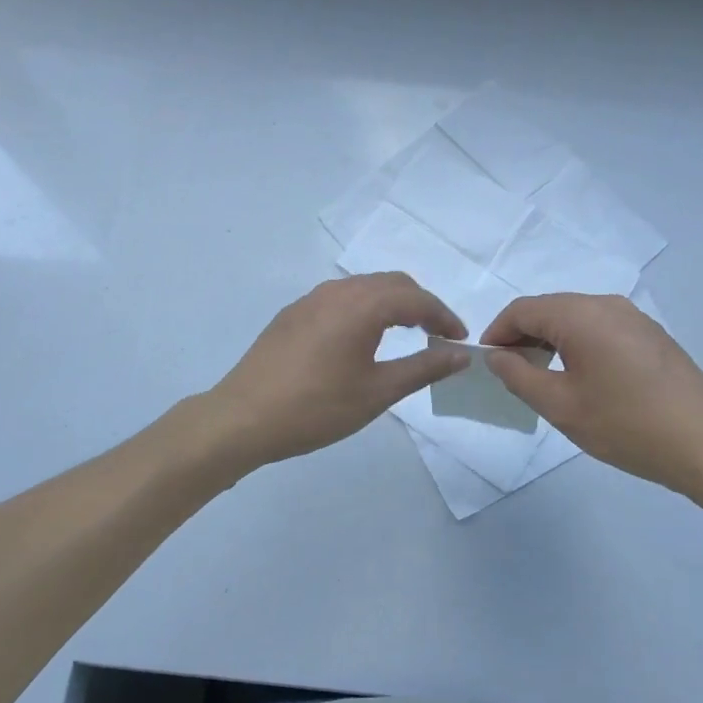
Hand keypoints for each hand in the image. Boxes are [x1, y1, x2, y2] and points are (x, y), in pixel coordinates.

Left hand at [206, 273, 469, 468]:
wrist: (242, 418)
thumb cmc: (316, 408)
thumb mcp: (377, 392)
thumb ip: (423, 367)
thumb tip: (461, 355)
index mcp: (361, 305)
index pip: (416, 298)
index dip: (443, 316)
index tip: (460, 340)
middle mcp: (337, 291)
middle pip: (391, 284)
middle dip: (420, 304)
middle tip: (437, 336)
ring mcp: (310, 300)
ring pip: (363, 288)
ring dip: (391, 304)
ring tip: (405, 335)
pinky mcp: (292, 314)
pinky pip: (339, 299)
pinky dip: (364, 309)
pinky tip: (361, 339)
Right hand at [482, 293, 702, 498]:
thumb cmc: (626, 425)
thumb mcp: (561, 406)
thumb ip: (519, 377)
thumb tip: (497, 357)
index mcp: (581, 315)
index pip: (523, 309)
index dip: (497, 332)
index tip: (487, 361)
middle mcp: (607, 304)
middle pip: (550, 308)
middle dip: (523, 335)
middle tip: (510, 371)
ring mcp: (634, 317)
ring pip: (576, 317)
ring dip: (551, 339)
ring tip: (542, 376)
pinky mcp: (652, 334)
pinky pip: (601, 327)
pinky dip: (579, 343)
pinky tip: (582, 376)